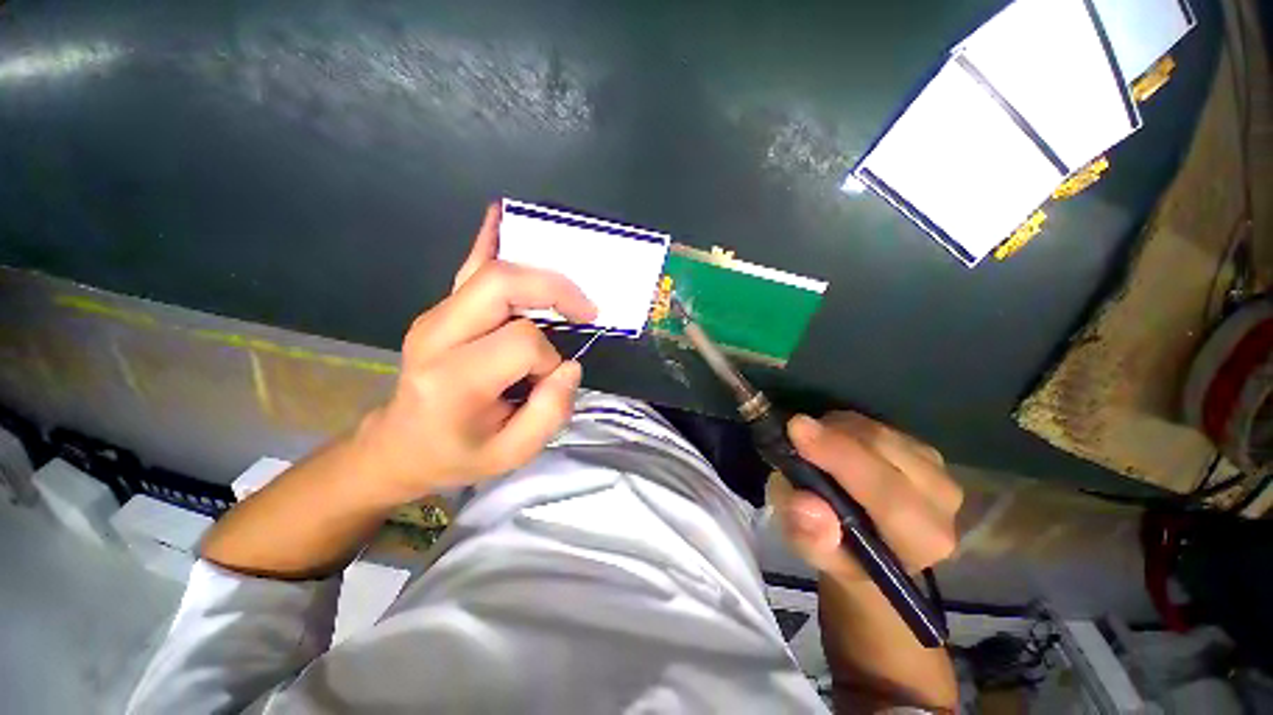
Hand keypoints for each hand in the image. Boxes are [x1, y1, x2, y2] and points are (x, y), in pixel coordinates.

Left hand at [356, 204, 597, 503]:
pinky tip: (502, 215)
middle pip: (503, 285)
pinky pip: (468, 266)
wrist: (399, 445)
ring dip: (540, 275)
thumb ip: (550, 412)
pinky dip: (490, 239)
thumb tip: (569, 365)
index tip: (551, 379)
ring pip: (492, 271)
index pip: (522, 342)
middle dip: (555, 290)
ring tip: (569, 292)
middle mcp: (437, 335)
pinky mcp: (440, 310)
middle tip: (585, 311)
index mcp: (454, 379)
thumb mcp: (511, 455)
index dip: (549, 359)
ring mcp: (435, 316)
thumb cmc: (457, 454)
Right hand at [773, 412, 961, 585]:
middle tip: (794, 430)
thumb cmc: (840, 552)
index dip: (840, 458)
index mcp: (921, 541)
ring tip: (811, 445)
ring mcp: (938, 469)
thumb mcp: (813, 554)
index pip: (887, 494)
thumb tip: (806, 503)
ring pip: (877, 431)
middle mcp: (942, 502)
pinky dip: (846, 426)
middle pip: (884, 449)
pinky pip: (876, 423)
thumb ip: (809, 537)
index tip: (797, 429)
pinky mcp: (923, 448)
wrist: (869, 546)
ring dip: (836, 430)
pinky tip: (831, 441)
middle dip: (833, 435)